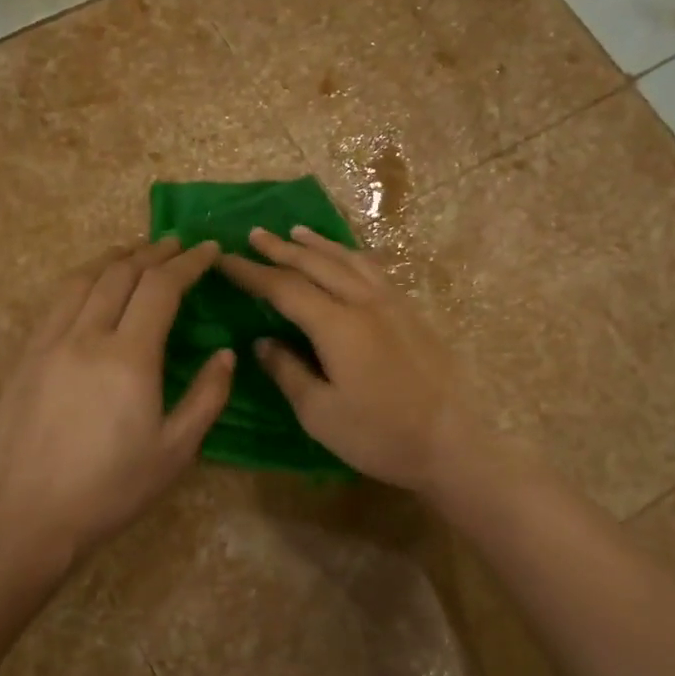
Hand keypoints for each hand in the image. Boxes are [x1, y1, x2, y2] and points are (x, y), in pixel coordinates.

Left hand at [0, 238, 233, 570]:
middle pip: (121, 274)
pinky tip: (92, 288)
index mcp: (129, 358)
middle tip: (175, 246)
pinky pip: (57, 302)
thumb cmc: (112, 488)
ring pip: (83, 280)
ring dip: (114, 259)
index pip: (161, 288)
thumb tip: (225, 355)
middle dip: (153, 253)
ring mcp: (49, 343)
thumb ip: (207, 397)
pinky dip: (83, 282)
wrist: (30, 516)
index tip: (209, 250)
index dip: (188, 263)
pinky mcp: (26, 357)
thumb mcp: (175, 451)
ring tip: (135, 253)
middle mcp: (86, 336)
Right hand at [217, 227, 491, 495]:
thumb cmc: (379, 435)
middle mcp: (365, 302)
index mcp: (337, 325)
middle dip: (281, 248)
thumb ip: (287, 372)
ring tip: (296, 232)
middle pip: (316, 264)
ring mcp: (393, 304)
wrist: (451, 443)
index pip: (284, 288)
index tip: (224, 260)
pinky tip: (347, 258)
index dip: (251, 273)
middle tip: (254, 234)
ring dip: (318, 244)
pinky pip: (374, 270)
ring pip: (349, 260)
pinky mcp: (411, 313)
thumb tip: (262, 342)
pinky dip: (350, 256)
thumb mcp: (320, 413)